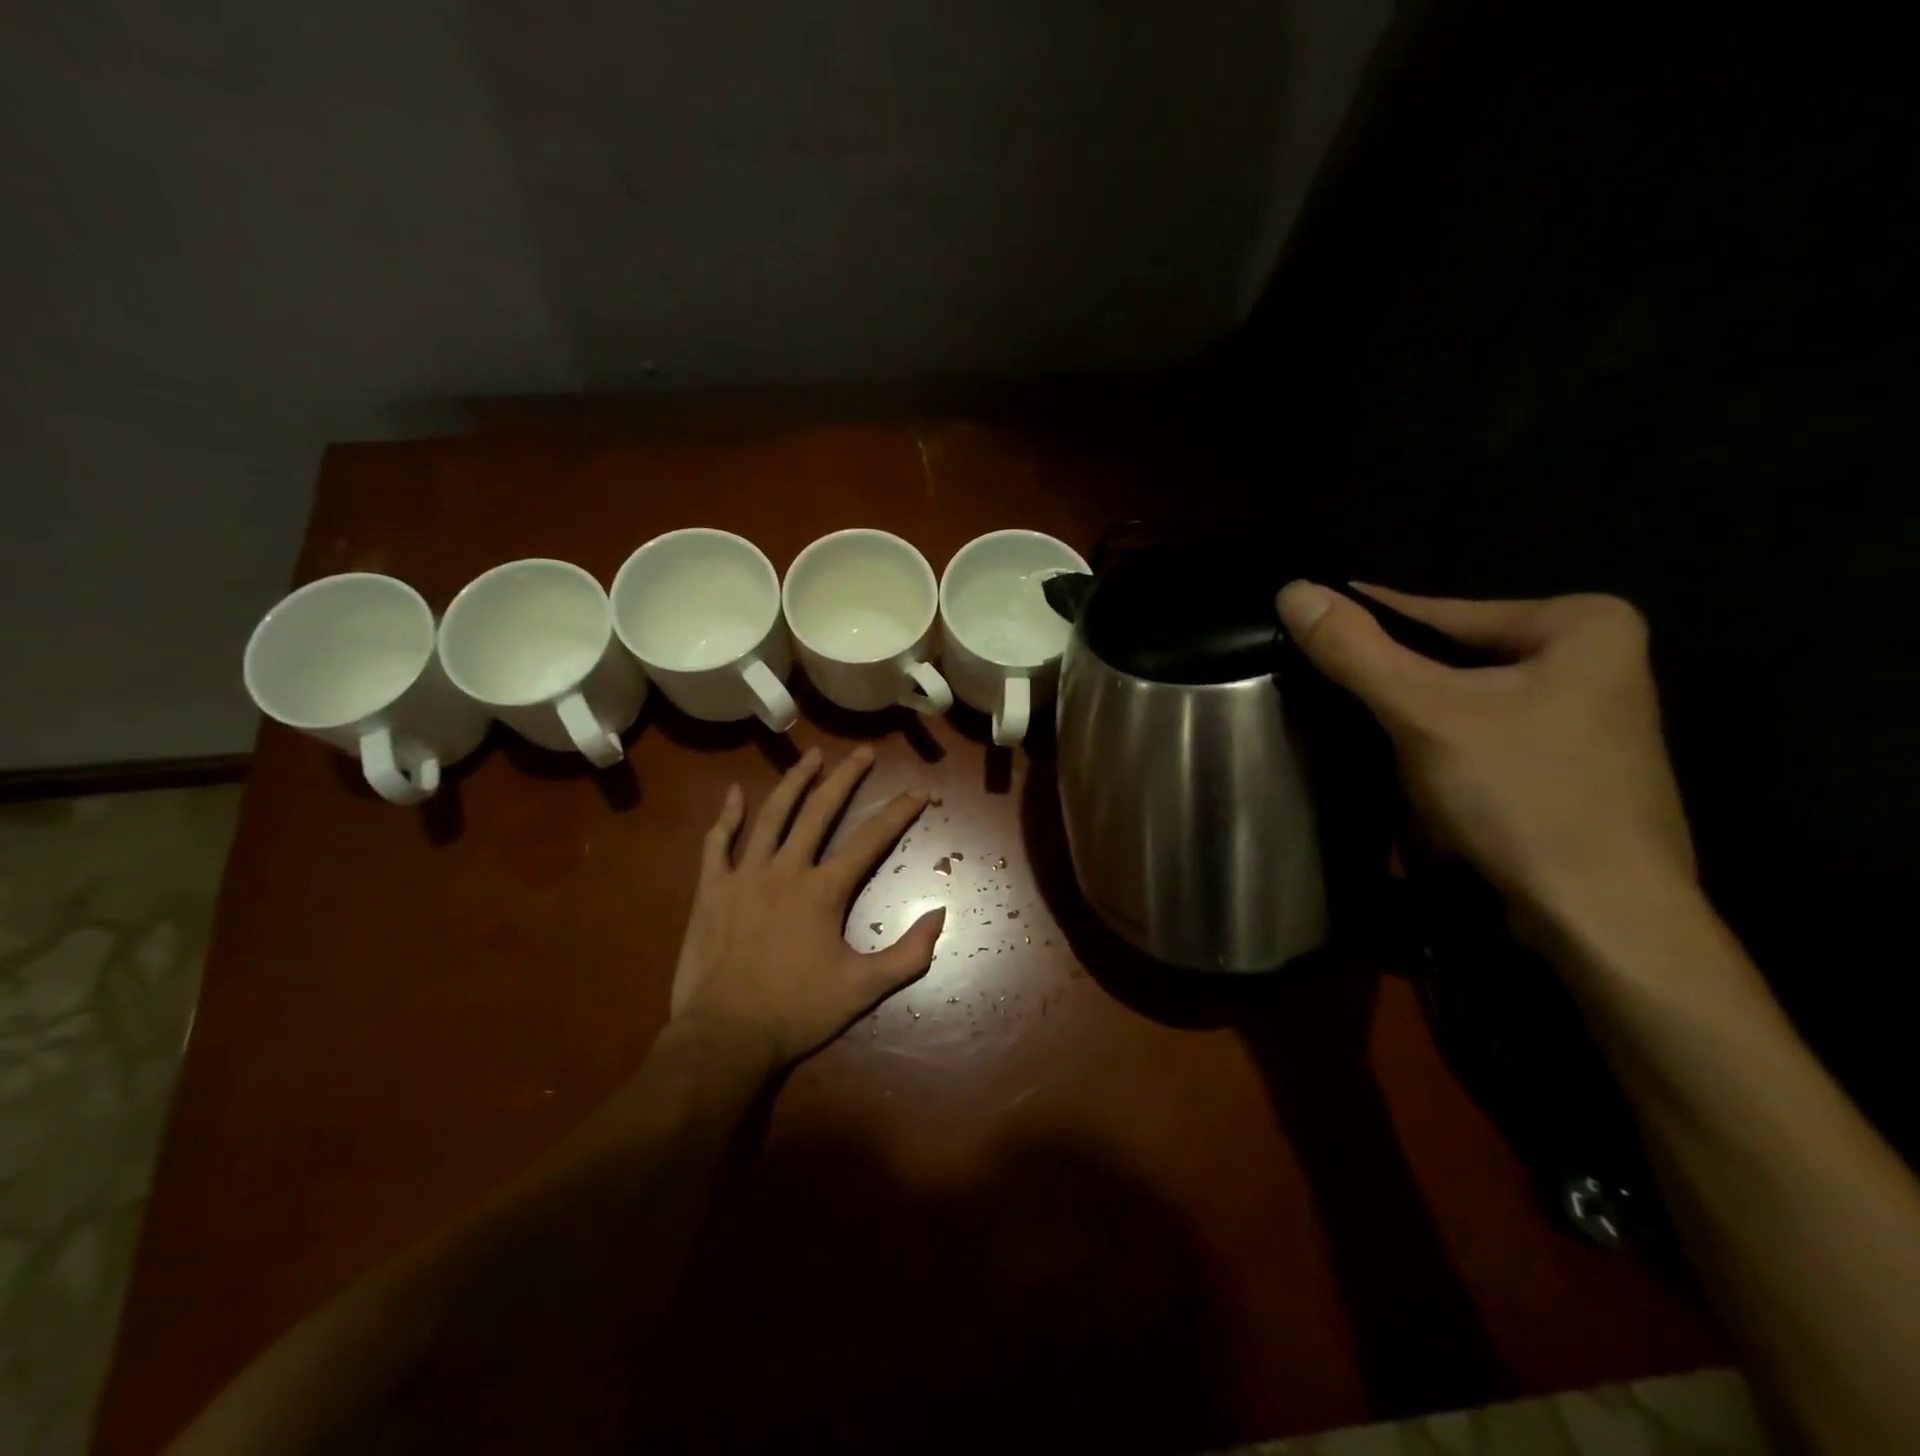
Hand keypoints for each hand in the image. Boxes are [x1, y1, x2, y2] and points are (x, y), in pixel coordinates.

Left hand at [669, 746, 945, 1064]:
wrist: (725, 1036)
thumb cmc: (797, 1012)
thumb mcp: (864, 989)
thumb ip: (908, 954)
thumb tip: (942, 914)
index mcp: (824, 890)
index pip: (871, 839)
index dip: (900, 812)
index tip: (920, 790)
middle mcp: (786, 869)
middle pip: (820, 811)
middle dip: (846, 778)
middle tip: (863, 752)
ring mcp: (744, 875)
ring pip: (772, 816)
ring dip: (794, 782)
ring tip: (812, 756)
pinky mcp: (712, 889)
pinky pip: (718, 843)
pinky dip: (727, 816)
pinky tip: (736, 792)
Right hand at [1276, 582, 1695, 929]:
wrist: (1605, 918)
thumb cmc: (1523, 796)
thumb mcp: (1425, 713)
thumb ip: (1356, 650)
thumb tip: (1292, 588)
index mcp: (1580, 622)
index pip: (1438, 613)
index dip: (1363, 624)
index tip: (1302, 626)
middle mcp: (1592, 657)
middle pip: (1452, 658)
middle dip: (1389, 682)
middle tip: (1316, 686)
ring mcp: (1585, 714)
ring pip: (1463, 699)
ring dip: (1408, 717)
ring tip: (1347, 725)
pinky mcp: (1568, 762)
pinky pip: (1481, 733)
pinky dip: (1439, 745)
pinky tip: (1403, 766)